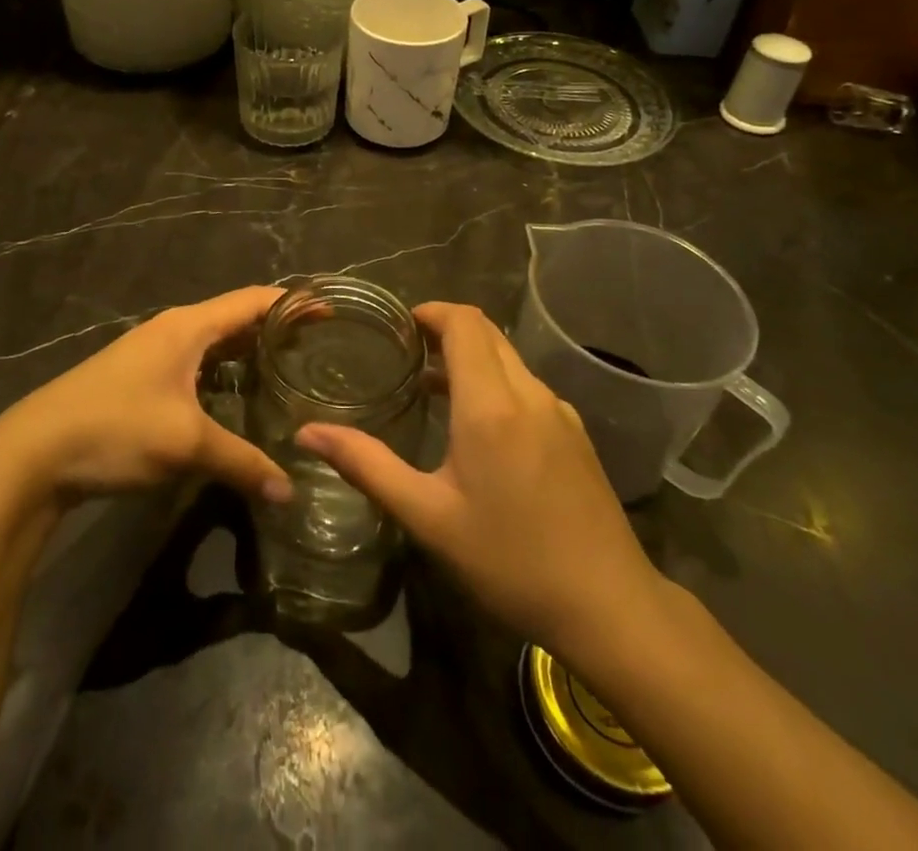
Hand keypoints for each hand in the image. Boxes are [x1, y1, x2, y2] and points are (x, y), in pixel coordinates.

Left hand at [0, 285, 291, 505]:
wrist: (34, 453)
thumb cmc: (115, 429)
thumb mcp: (186, 444)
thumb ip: (242, 463)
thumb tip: (290, 491)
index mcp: (188, 326)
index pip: (252, 300)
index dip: (292, 302)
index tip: (330, 310)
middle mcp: (173, 330)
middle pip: (235, 318)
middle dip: (275, 329)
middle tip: (319, 347)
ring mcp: (153, 354)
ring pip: (214, 344)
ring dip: (248, 352)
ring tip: (288, 371)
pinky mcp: (140, 379)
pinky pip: (196, 364)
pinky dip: (224, 372)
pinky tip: (238, 398)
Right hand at [297, 302, 668, 654]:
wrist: (610, 606)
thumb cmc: (510, 560)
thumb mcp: (428, 517)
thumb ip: (367, 466)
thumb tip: (307, 433)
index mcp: (490, 404)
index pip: (464, 322)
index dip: (431, 311)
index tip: (400, 326)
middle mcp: (529, 393)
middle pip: (486, 332)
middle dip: (446, 330)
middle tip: (406, 353)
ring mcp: (559, 411)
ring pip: (509, 359)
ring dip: (471, 358)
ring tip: (433, 389)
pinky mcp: (575, 434)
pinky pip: (527, 386)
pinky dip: (495, 383)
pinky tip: (479, 429)